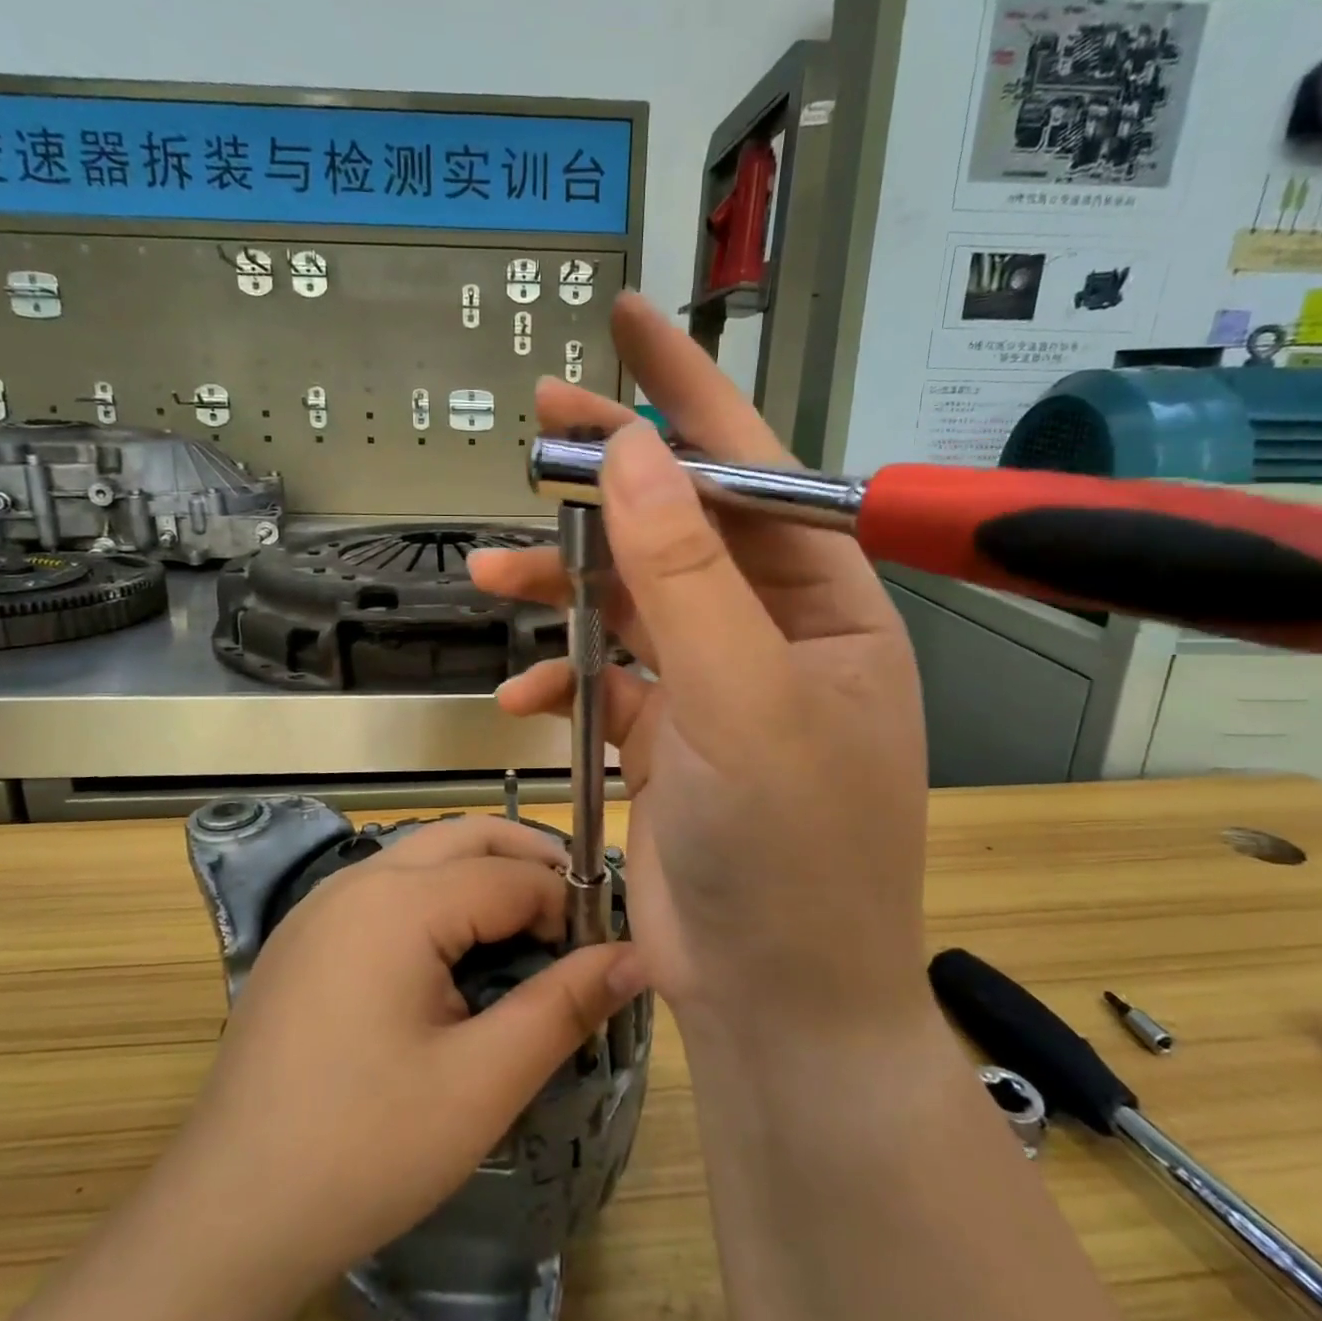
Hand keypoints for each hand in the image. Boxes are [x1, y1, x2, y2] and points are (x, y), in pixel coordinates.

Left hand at [185, 816, 641, 1281]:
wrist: (226, 1218)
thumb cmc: (364, 1148)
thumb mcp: (481, 1084)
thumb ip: (563, 1008)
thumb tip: (636, 957)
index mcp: (398, 902)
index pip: (510, 876)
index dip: (567, 905)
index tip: (602, 949)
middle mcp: (357, 881)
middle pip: (466, 836)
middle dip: (529, 861)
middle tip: (575, 916)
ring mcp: (322, 904)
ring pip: (424, 854)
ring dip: (483, 873)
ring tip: (527, 929)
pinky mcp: (305, 935)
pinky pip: (388, 885)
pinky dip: (438, 894)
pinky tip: (454, 952)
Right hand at [471, 293, 930, 1041]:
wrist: (777, 1001)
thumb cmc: (788, 856)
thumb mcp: (743, 703)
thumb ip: (688, 576)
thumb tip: (631, 454)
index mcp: (826, 606)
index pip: (755, 470)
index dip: (690, 390)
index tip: (630, 319)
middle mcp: (776, 631)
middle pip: (684, 526)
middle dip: (610, 484)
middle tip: (539, 431)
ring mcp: (721, 683)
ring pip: (635, 599)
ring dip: (567, 584)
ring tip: (495, 571)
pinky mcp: (673, 735)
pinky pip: (613, 676)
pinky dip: (567, 674)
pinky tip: (527, 691)